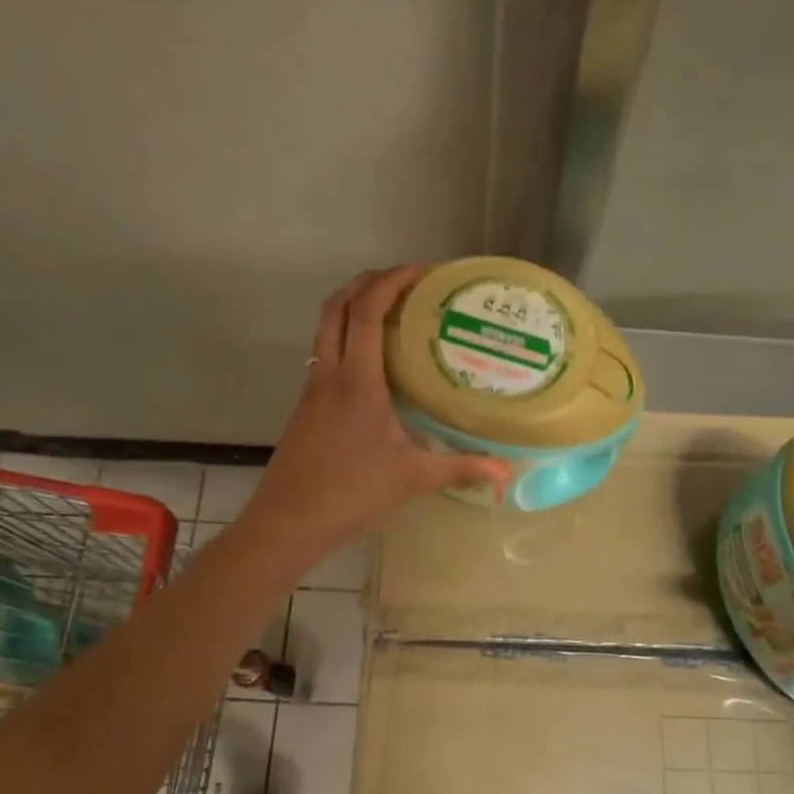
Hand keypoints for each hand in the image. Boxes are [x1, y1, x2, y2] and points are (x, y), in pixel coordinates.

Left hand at [241, 266, 509, 557]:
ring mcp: (311, 391)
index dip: (391, 281)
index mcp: (357, 381)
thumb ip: (461, 468)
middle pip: (336, 307)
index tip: (420, 270)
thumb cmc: (351, 494)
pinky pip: (325, 356)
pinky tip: (372, 368)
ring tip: (391, 315)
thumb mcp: (413, 479)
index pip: (367, 311)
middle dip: (366, 282)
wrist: (287, 522)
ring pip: (325, 330)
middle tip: (403, 281)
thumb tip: (506, 472)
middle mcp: (329, 375)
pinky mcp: (305, 409)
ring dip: (352, 309)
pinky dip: (346, 341)